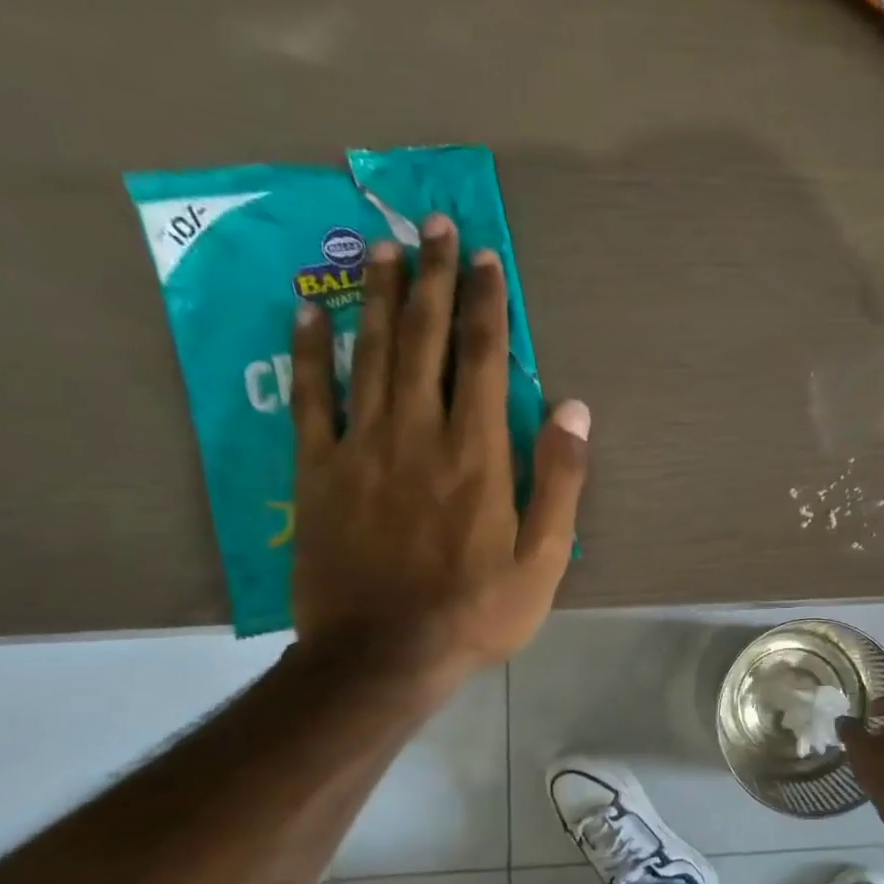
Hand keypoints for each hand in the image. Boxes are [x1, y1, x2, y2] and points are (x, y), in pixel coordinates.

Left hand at [288, 213, 588, 695]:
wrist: (383, 657)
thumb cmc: (476, 611)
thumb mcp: (544, 559)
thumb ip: (560, 480)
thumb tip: (575, 409)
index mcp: (477, 455)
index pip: (481, 359)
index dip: (484, 304)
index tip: (485, 259)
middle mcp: (418, 435)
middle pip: (424, 341)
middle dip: (432, 279)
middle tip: (434, 227)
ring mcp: (361, 449)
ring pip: (369, 355)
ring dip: (377, 298)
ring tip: (382, 249)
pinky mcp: (318, 473)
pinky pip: (310, 400)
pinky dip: (308, 353)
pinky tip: (308, 314)